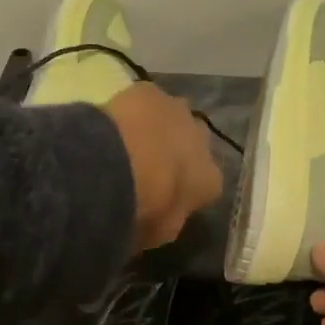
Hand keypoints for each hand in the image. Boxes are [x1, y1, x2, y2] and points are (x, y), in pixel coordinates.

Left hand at [103, 83, 223, 250]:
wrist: (115, 167)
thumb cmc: (141, 209)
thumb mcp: (158, 232)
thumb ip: (167, 219)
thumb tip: (160, 215)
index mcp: (210, 180)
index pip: (206, 186)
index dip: (186, 190)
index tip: (164, 198)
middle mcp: (203, 141)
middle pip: (194, 144)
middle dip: (177, 152)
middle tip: (148, 167)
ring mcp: (178, 111)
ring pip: (173, 118)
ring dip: (158, 128)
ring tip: (129, 142)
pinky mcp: (150, 91)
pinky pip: (145, 101)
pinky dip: (133, 110)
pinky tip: (113, 122)